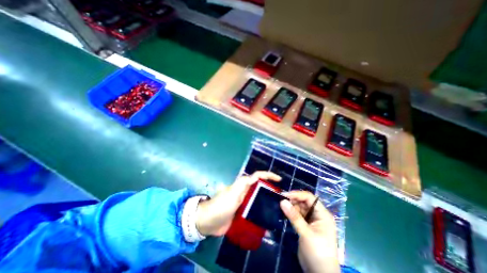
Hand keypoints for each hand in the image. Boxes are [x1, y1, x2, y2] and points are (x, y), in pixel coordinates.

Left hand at [195, 170, 281, 236]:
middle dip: (271, 189)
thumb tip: (255, 176)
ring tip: (278, 208)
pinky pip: (255, 211)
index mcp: (243, 185)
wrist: (209, 222)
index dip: (268, 175)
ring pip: (259, 199)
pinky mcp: (243, 212)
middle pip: (260, 187)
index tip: (279, 179)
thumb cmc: (221, 206)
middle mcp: (245, 192)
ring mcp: (244, 203)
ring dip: (267, 201)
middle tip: (281, 197)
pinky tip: (268, 219)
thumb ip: (242, 184)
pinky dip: (261, 213)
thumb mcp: (232, 193)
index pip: (257, 176)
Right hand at [282, 190, 339, 272]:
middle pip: (304, 202)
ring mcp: (311, 220)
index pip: (310, 198)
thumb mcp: (306, 234)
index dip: (298, 194)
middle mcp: (317, 215)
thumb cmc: (318, 253)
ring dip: (291, 206)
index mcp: (323, 214)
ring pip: (300, 208)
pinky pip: (297, 215)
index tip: (285, 195)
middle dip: (293, 200)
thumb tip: (282, 201)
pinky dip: (290, 213)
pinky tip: (283, 211)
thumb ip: (294, 217)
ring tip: (280, 205)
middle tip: (280, 200)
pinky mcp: (305, 226)